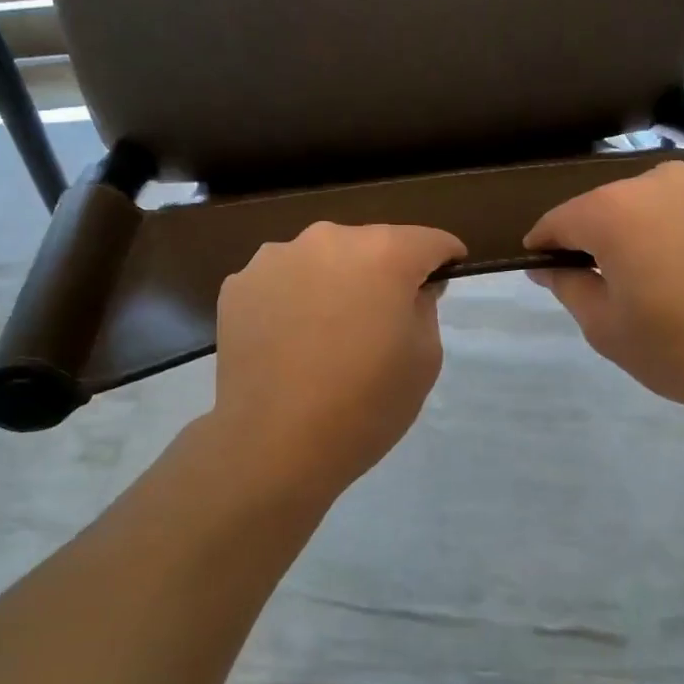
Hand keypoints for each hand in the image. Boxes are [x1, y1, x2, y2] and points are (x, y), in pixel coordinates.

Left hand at [211, 221, 466, 495]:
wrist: (275, 444)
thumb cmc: (365, 404)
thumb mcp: (424, 359)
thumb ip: (425, 307)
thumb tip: (411, 289)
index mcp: (382, 253)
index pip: (428, 241)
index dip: (444, 258)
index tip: (445, 278)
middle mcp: (326, 240)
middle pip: (369, 245)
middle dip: (383, 271)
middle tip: (381, 317)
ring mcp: (274, 259)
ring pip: (321, 260)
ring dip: (334, 282)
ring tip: (328, 331)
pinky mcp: (238, 286)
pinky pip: (281, 282)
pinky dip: (292, 300)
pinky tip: (290, 340)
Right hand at [525, 161, 683, 422]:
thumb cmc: (680, 348)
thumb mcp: (605, 328)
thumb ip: (568, 286)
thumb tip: (549, 266)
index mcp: (615, 211)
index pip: (561, 220)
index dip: (544, 243)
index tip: (539, 265)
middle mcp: (661, 182)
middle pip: (609, 205)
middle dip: (597, 236)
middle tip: (603, 279)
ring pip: (656, 203)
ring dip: (644, 230)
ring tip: (658, 273)